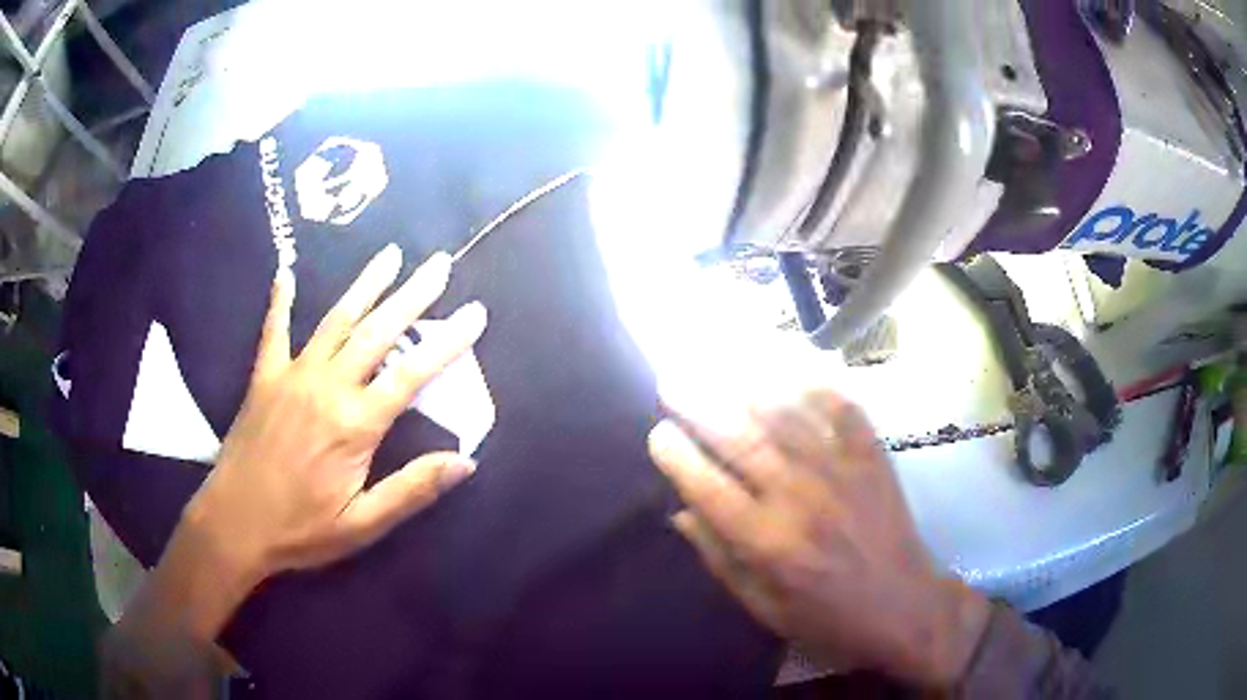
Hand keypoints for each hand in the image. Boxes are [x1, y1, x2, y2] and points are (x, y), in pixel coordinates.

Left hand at [172, 244, 486, 636]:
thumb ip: (411, 490)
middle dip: (412, 296)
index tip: (476, 312)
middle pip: (377, 333)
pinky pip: (273, 330)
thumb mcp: (362, 524)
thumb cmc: (301, 529)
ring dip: (365, 286)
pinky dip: (280, 300)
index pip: (412, 374)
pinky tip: (285, 272)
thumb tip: (466, 462)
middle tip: (439, 263)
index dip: (448, 342)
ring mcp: (292, 376)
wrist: (234, 524)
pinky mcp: (264, 377)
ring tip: (390, 254)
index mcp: (354, 424)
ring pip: (336, 321)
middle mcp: (327, 387)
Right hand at [648, 389, 990, 687]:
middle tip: (671, 382)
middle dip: (699, 407)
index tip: (658, 434)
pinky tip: (796, 374)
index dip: (678, 457)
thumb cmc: (827, 617)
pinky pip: (845, 411)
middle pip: (742, 442)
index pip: (710, 489)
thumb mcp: (763, 607)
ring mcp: (842, 473)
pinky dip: (819, 388)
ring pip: (788, 418)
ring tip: (719, 369)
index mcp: (768, 544)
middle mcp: (801, 499)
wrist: (903, 608)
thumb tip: (681, 513)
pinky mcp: (873, 459)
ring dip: (748, 389)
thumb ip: (721, 559)